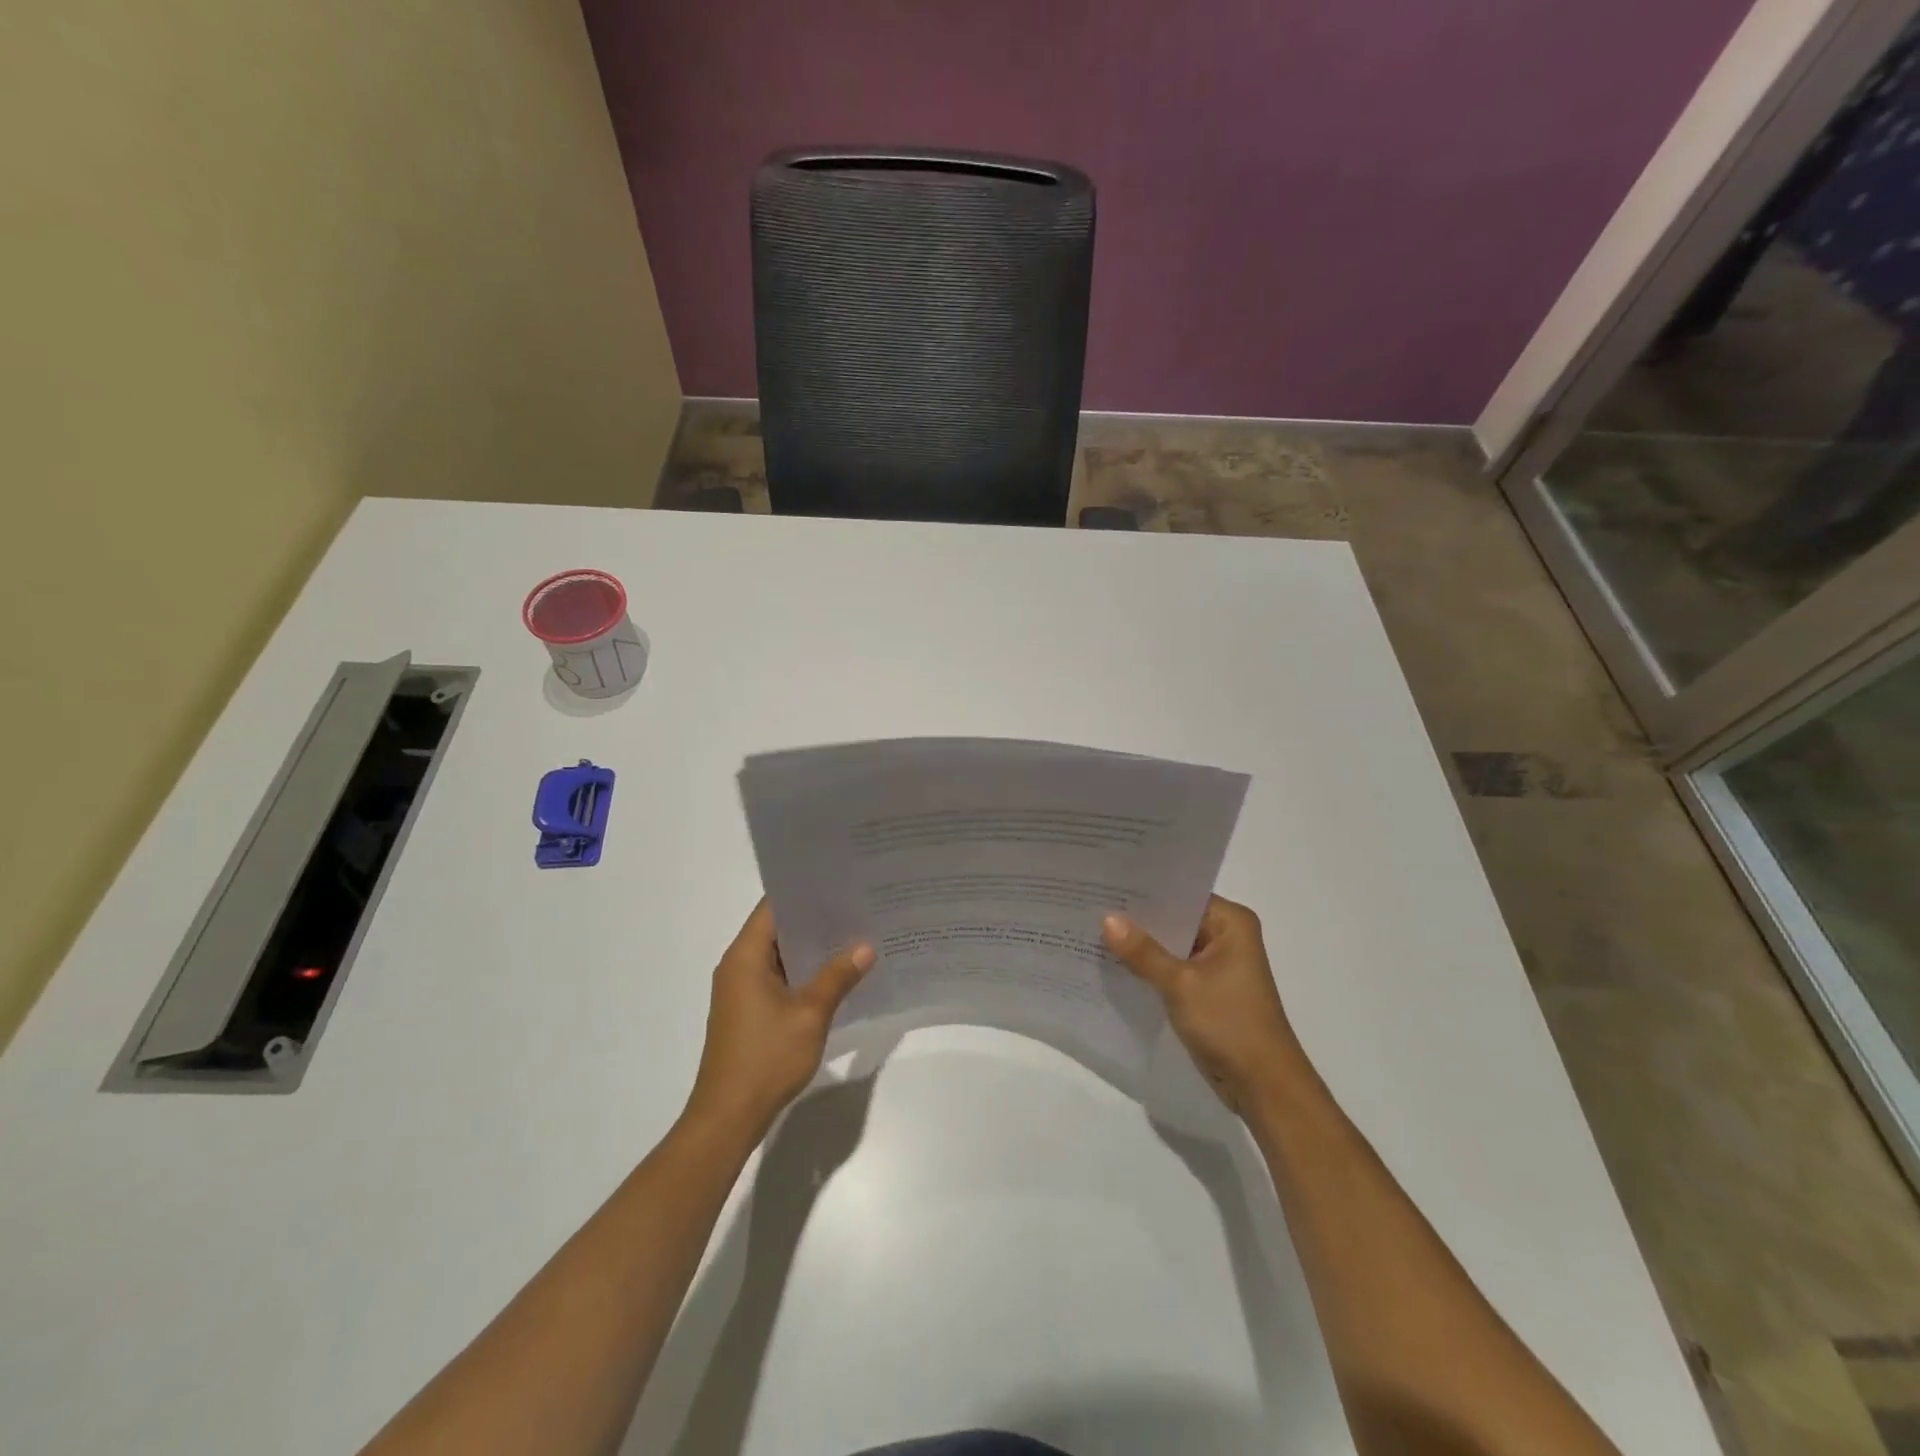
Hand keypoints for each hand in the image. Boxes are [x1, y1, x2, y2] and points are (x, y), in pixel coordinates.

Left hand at [685, 899, 874, 1138]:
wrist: (728, 1117)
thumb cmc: (765, 1058)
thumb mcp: (810, 1014)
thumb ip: (838, 976)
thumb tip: (866, 947)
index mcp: (745, 956)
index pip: (774, 906)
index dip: (805, 893)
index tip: (840, 883)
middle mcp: (739, 966)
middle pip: (778, 928)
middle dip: (816, 919)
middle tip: (857, 906)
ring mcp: (742, 990)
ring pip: (781, 955)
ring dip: (812, 948)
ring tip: (855, 934)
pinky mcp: (749, 1011)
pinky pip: (779, 977)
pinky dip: (804, 972)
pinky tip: (837, 973)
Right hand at [1103, 895, 1313, 1113]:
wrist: (1264, 1088)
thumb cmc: (1230, 1024)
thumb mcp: (1180, 984)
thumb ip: (1143, 952)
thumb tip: (1106, 918)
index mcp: (1231, 922)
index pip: (1180, 893)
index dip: (1143, 890)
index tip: (1104, 883)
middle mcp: (1227, 936)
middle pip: (1174, 918)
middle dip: (1137, 918)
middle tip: (1091, 904)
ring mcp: (1218, 964)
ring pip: (1171, 945)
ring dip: (1141, 945)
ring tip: (1093, 929)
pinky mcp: (1208, 989)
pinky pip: (1173, 968)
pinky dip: (1150, 968)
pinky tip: (1114, 964)